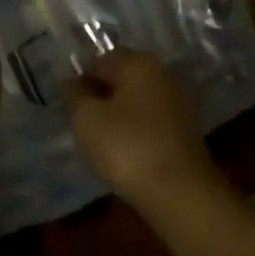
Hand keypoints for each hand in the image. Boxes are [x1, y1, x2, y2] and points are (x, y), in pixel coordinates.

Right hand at [66, 50, 221, 212]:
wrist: (180, 194)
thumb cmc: (127, 147)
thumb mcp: (86, 119)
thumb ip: (74, 94)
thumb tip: (71, 81)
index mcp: (138, 62)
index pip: (98, 61)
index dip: (79, 80)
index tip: (68, 105)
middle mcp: (162, 73)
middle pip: (120, 78)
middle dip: (99, 96)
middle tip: (81, 123)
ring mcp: (178, 101)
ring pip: (136, 100)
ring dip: (117, 114)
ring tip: (101, 141)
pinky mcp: (186, 129)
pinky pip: (150, 120)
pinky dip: (135, 130)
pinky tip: (125, 151)